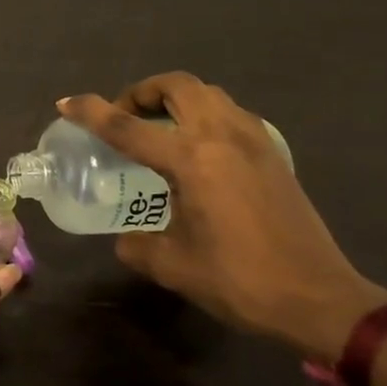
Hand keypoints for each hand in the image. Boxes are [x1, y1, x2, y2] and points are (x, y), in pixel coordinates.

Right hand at [60, 75, 386, 359]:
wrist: (320, 299)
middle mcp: (222, 137)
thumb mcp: (174, 267)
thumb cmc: (241, 281)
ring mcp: (254, 141)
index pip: (128, 126)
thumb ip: (138, 245)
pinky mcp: (273, 155)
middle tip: (126, 116)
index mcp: (192, 160)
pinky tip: (199, 150)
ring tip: (159, 129)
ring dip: (177, 99)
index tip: (66, 103)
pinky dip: (205, 116)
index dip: (91, 112)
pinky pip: (231, 114)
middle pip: (178, 86)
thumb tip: (127, 238)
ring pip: (209, 94)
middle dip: (143, 91)